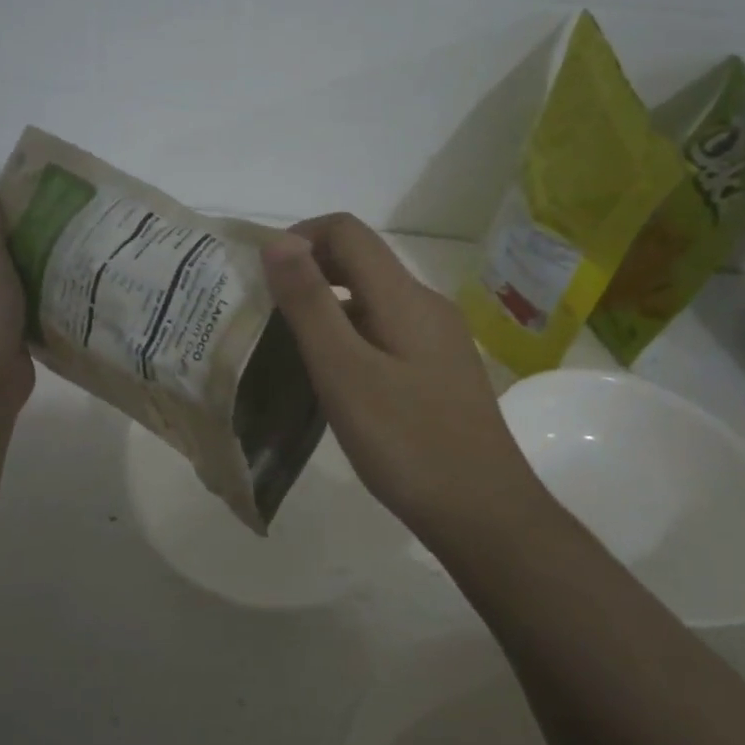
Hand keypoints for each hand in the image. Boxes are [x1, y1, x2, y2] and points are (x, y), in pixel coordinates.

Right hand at [263, 214, 537, 539]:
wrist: (483, 513)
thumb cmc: (407, 442)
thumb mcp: (344, 372)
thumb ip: (309, 304)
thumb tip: (279, 242)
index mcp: (404, 297)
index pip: (347, 231)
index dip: (299, 238)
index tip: (261, 276)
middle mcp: (425, 305)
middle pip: (360, 262)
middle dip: (308, 273)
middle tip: (265, 312)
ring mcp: (437, 339)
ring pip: (371, 300)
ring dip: (326, 309)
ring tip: (287, 349)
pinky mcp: (438, 370)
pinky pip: (385, 332)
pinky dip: (349, 338)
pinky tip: (331, 380)